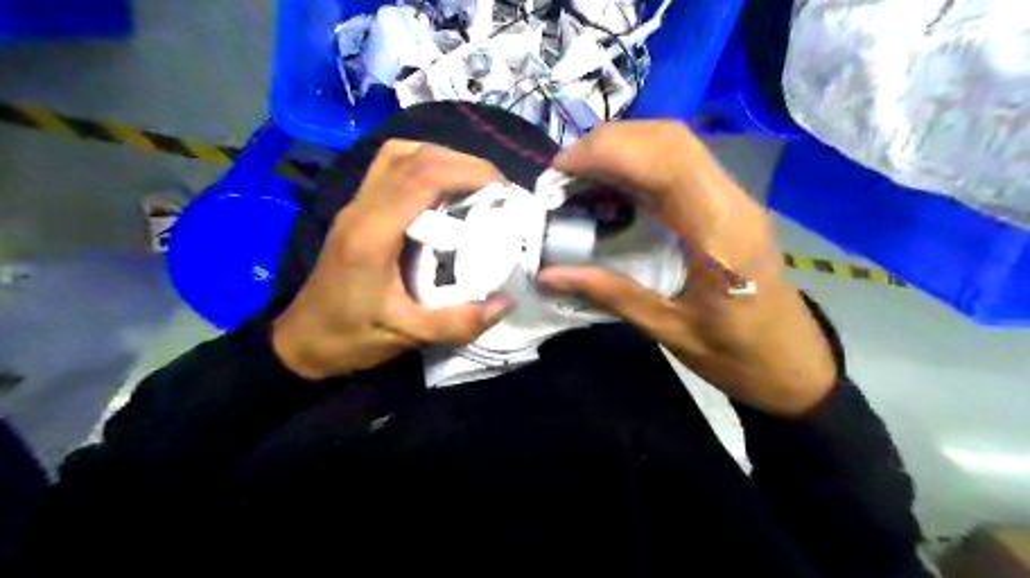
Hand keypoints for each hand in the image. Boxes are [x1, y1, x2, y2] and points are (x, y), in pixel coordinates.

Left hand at [270, 142, 513, 380]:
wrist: (301, 342)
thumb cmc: (350, 338)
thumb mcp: (407, 336)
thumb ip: (458, 323)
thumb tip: (507, 302)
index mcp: (372, 235)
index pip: (422, 178)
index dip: (468, 172)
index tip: (504, 191)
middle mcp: (361, 209)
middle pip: (413, 156)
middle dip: (463, 163)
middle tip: (497, 189)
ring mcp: (356, 205)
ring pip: (399, 155)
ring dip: (442, 159)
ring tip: (474, 185)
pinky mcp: (357, 210)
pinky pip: (392, 168)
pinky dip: (424, 167)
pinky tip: (444, 192)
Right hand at [539, 122, 835, 417]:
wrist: (793, 363)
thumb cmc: (737, 355)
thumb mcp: (669, 330)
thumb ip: (610, 294)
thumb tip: (548, 274)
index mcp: (719, 234)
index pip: (665, 162)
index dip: (607, 153)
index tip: (561, 170)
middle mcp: (731, 202)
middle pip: (669, 139)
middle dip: (609, 143)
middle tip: (565, 173)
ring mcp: (734, 198)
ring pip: (676, 143)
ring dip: (623, 148)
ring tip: (581, 176)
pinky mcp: (727, 203)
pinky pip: (681, 163)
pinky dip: (639, 161)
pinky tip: (613, 185)